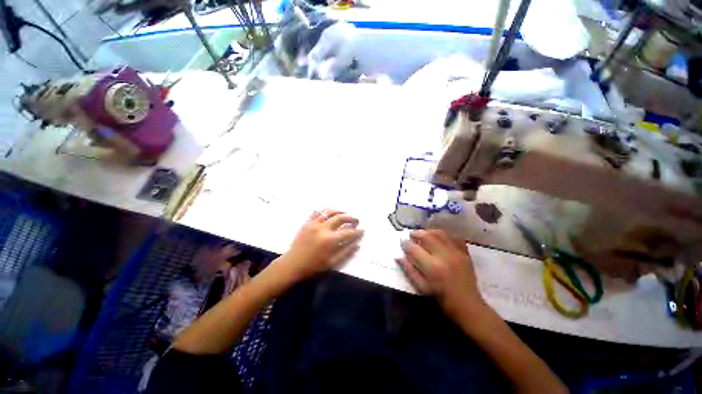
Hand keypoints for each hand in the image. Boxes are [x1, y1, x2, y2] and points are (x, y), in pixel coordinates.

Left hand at [277, 208, 363, 280]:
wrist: (292, 264)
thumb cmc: (313, 266)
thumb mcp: (332, 263)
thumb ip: (346, 252)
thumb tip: (357, 245)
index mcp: (329, 240)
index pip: (348, 232)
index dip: (357, 231)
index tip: (362, 230)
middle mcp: (323, 228)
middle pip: (340, 218)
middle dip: (351, 218)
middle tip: (356, 220)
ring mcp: (314, 223)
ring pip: (329, 211)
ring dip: (339, 211)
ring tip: (345, 214)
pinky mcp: (307, 222)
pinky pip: (317, 212)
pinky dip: (325, 210)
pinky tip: (329, 213)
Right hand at [396, 229, 483, 317]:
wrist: (468, 305)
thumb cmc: (441, 298)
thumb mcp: (421, 287)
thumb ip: (409, 270)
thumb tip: (398, 257)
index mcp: (432, 267)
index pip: (414, 249)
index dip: (406, 244)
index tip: (402, 242)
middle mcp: (444, 256)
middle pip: (427, 236)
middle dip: (416, 233)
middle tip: (411, 235)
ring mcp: (456, 253)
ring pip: (439, 233)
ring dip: (428, 231)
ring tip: (423, 234)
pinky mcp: (465, 253)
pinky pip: (453, 237)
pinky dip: (444, 235)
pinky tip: (438, 237)